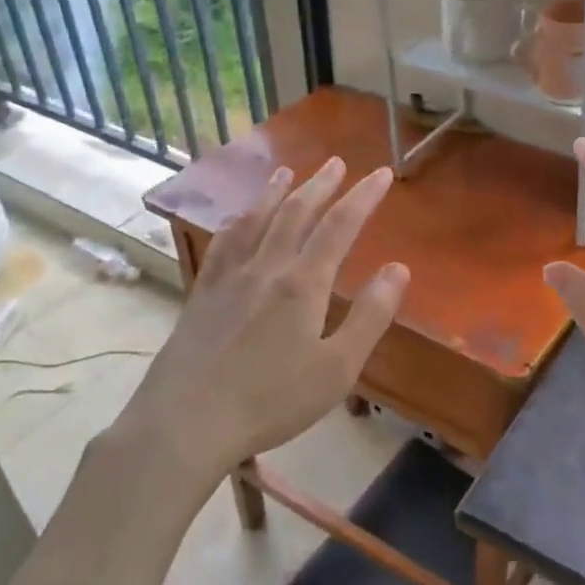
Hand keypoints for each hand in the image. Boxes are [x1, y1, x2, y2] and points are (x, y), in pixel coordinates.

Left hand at [126, 158, 408, 479]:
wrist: (186, 422)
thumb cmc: (271, 400)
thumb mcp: (337, 368)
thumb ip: (370, 316)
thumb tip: (399, 269)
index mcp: (303, 284)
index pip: (340, 227)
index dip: (363, 197)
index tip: (382, 174)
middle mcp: (266, 268)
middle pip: (296, 213)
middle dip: (321, 185)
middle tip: (337, 163)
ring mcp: (228, 278)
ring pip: (256, 221)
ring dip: (276, 193)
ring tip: (287, 172)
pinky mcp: (201, 295)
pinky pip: (222, 245)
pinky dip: (236, 224)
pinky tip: (237, 221)